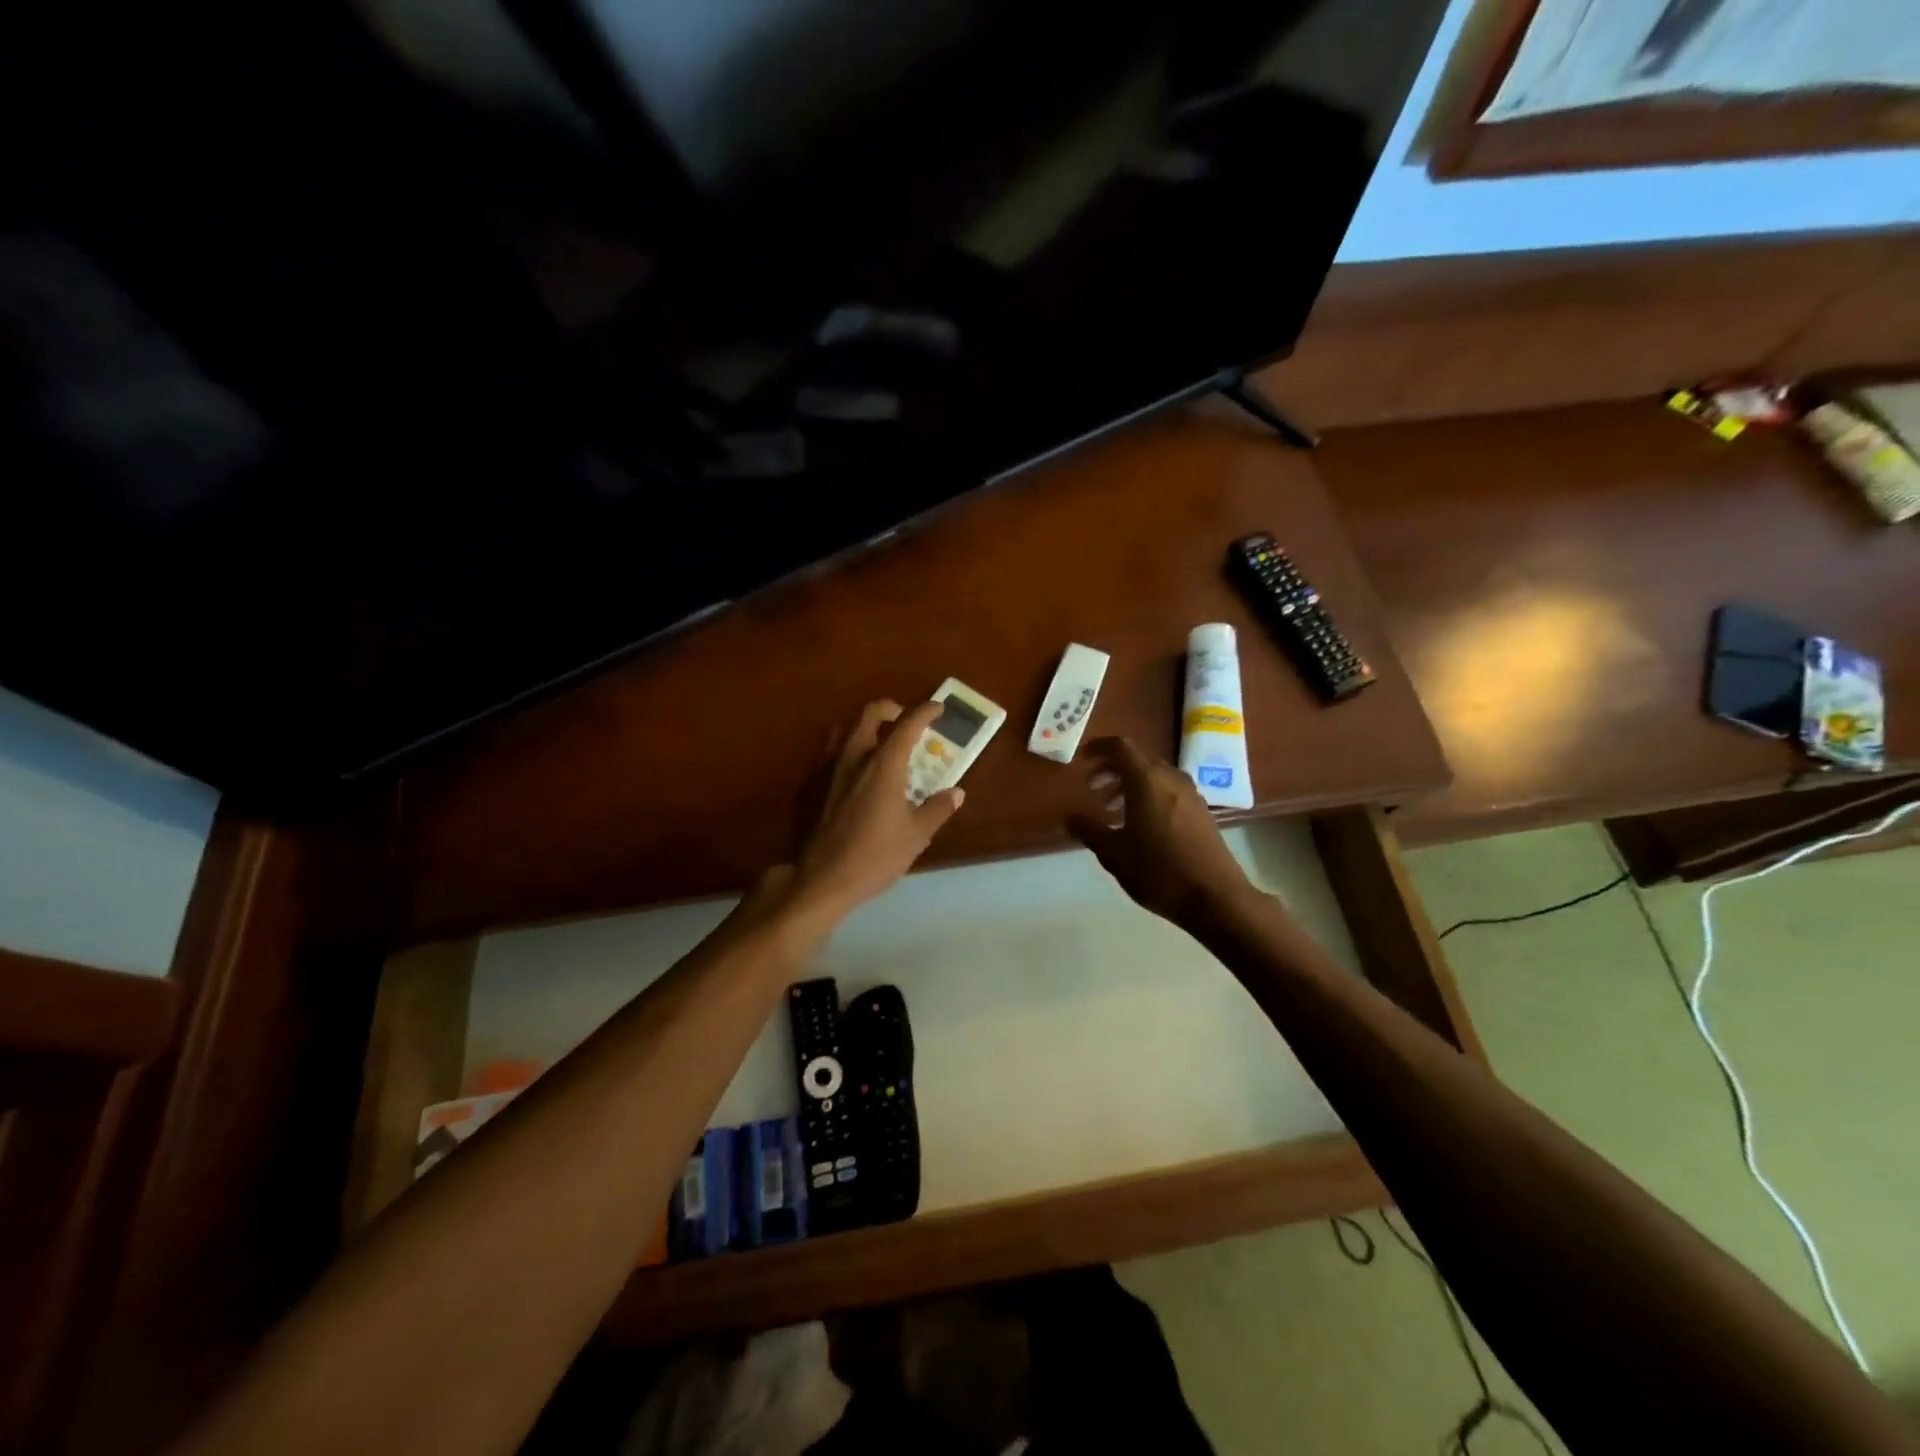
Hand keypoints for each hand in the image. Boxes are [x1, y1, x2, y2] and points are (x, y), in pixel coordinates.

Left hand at [790, 699, 965, 922]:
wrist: (821, 878)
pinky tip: (853, 776)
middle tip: (904, 719)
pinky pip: (829, 755)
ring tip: (878, 744)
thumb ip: (938, 808)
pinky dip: (845, 752)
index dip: (925, 711)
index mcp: (884, 764)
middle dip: (890, 709)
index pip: (907, 724)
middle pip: (869, 714)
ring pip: (844, 730)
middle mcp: (854, 757)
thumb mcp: (917, 835)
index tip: (938, 708)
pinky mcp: (811, 786)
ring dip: (864, 728)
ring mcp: (828, 769)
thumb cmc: (875, 855)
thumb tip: (956, 793)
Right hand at [1067, 737, 1249, 923]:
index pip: (1121, 747)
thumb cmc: (1158, 871)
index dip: (1099, 747)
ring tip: (1111, 808)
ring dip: (1130, 783)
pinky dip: (1149, 795)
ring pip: (1155, 775)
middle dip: (1112, 768)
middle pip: (1138, 759)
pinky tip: (1140, 823)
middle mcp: (1171, 778)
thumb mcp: (1114, 854)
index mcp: (1147, 781)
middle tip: (1092, 786)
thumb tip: (1068, 818)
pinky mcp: (1201, 811)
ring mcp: (1191, 794)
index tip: (1082, 758)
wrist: (1215, 898)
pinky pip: (1169, 790)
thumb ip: (1088, 831)